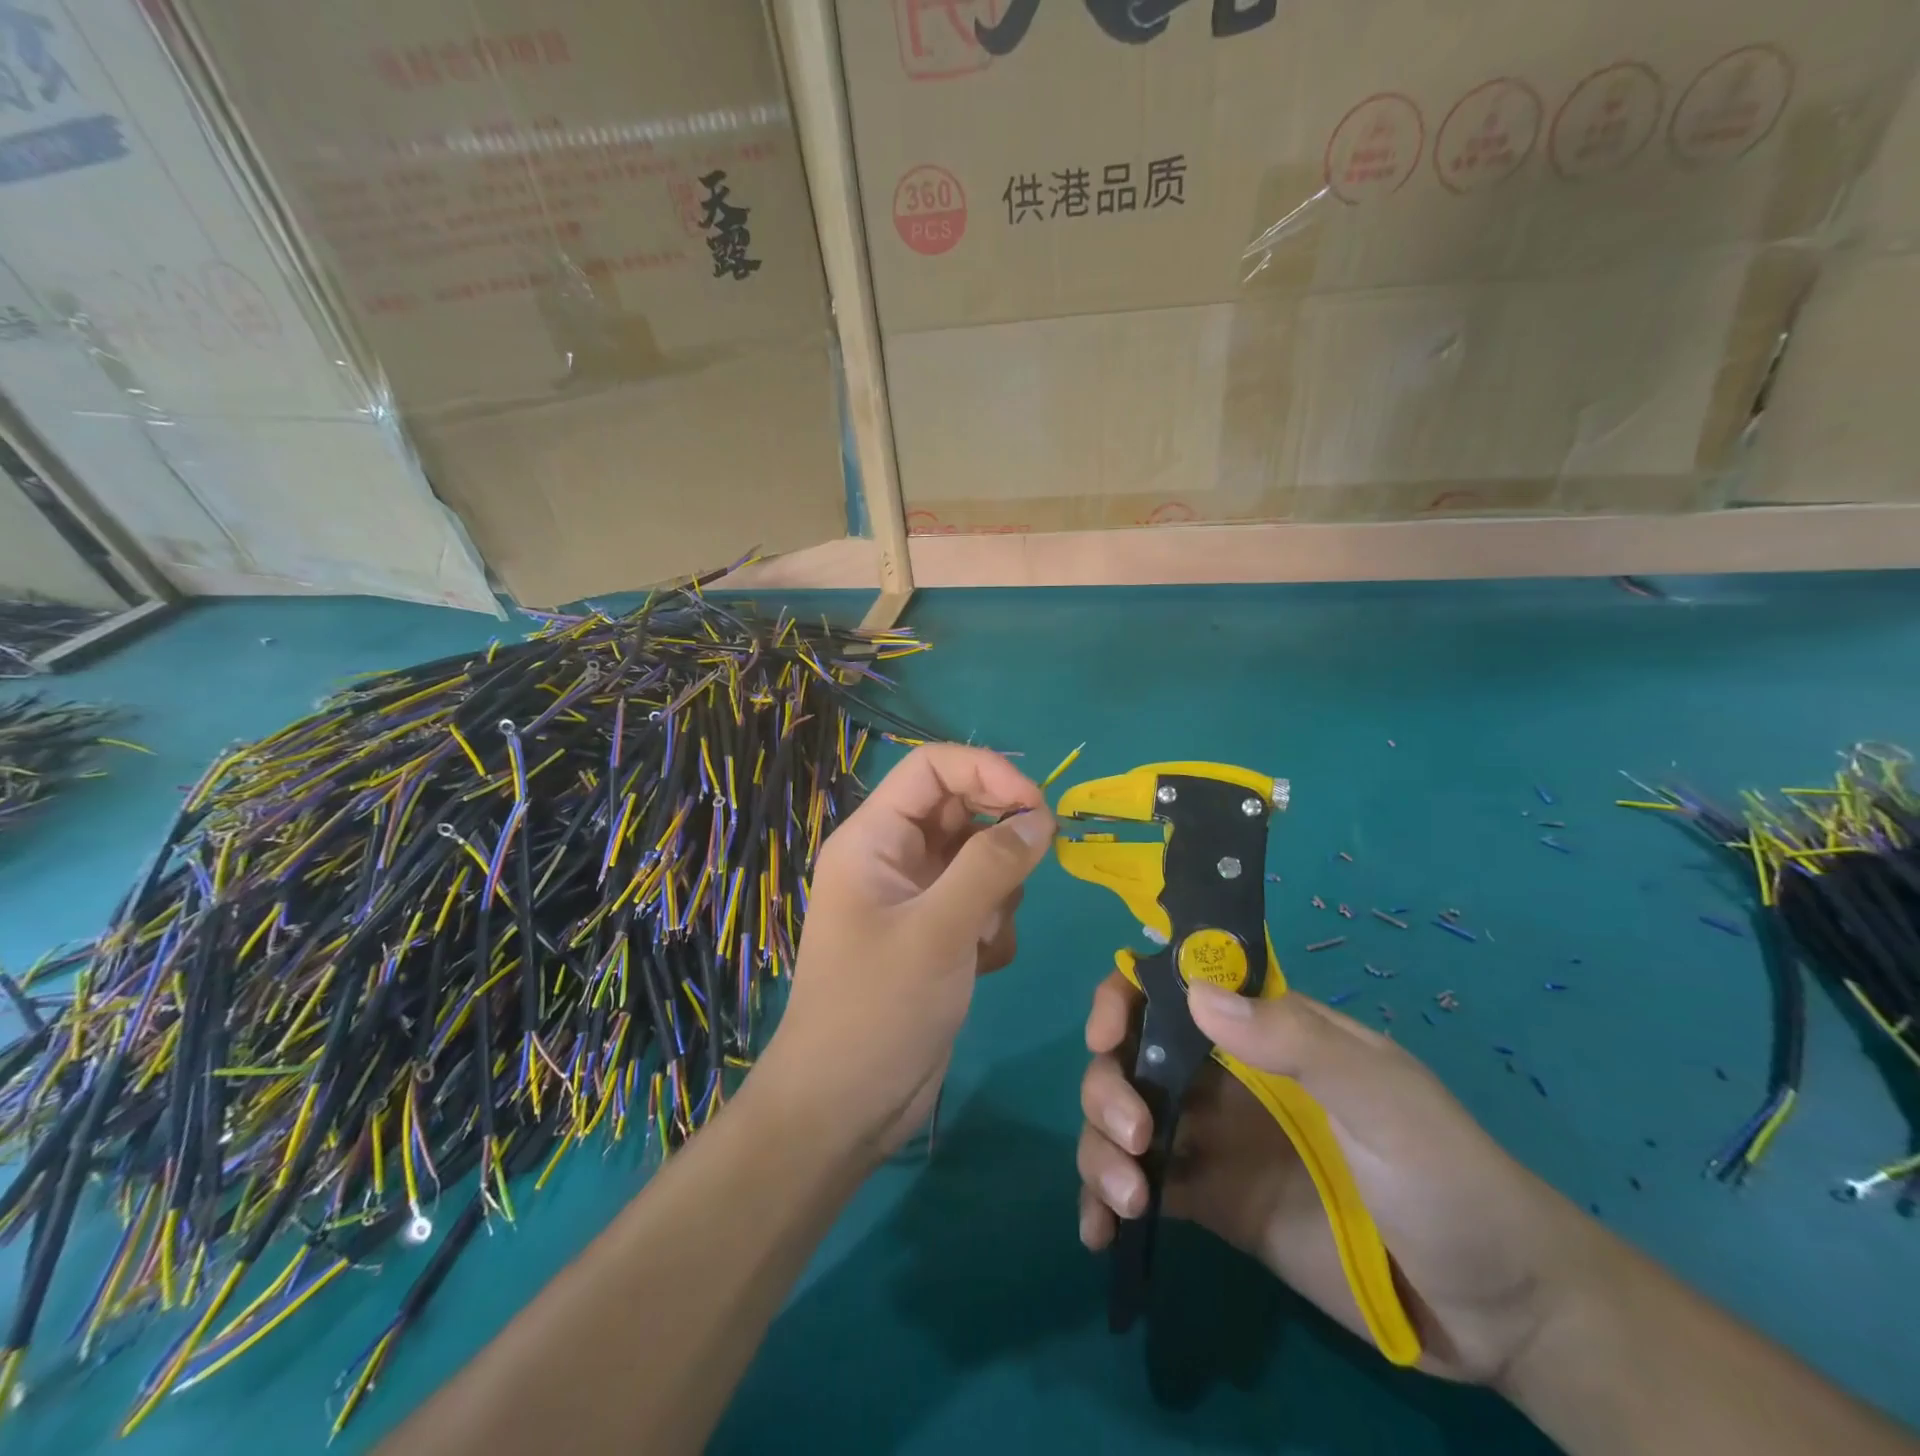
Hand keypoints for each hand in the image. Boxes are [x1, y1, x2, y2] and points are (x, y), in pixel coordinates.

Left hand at [757, 745, 1052, 1160]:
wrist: (845, 1108)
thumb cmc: (877, 1010)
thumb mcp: (939, 931)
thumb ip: (992, 866)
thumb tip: (1041, 817)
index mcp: (873, 838)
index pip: (932, 767)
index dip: (987, 770)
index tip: (1037, 805)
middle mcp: (893, 857)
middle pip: (961, 809)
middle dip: (1000, 838)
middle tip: (1031, 870)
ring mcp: (915, 897)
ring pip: (979, 858)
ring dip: (999, 891)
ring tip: (982, 937)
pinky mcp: (935, 934)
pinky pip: (981, 902)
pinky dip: (992, 926)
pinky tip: (980, 965)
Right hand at [1076, 975, 1601, 1385]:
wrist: (1498, 1312)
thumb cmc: (1448, 1177)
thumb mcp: (1385, 1098)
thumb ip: (1297, 1041)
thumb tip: (1197, 994)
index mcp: (1262, 1031)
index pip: (1173, 989)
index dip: (1126, 997)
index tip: (1107, 1035)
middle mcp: (1224, 1077)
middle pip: (1131, 1055)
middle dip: (1108, 1084)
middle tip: (1131, 1136)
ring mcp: (1213, 1142)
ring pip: (1123, 1118)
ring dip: (1099, 1145)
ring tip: (1126, 1197)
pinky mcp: (1211, 1205)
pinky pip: (1140, 1187)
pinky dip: (1105, 1202)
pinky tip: (1099, 1233)